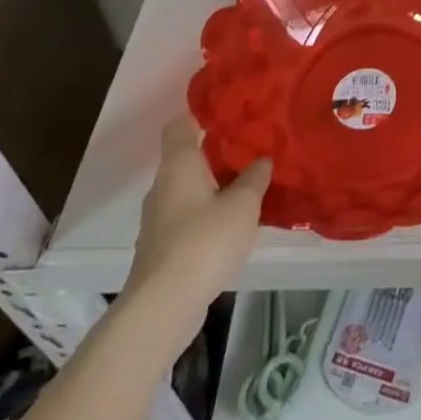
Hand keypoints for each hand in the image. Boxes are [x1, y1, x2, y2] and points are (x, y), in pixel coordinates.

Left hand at [126, 116, 269, 302]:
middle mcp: (163, 185)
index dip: (202, 113)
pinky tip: (233, 224)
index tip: (230, 111)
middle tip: (252, 147)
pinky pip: (189, 216)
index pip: (181, 123)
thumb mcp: (243, 205)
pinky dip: (208, 213)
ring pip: (189, 188)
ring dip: (215, 185)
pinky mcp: (162, 247)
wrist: (162, 308)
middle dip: (218, 151)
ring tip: (249, 185)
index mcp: (179, 164)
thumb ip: (255, 177)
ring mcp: (159, 219)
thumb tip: (261, 160)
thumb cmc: (203, 242)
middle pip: (188, 156)